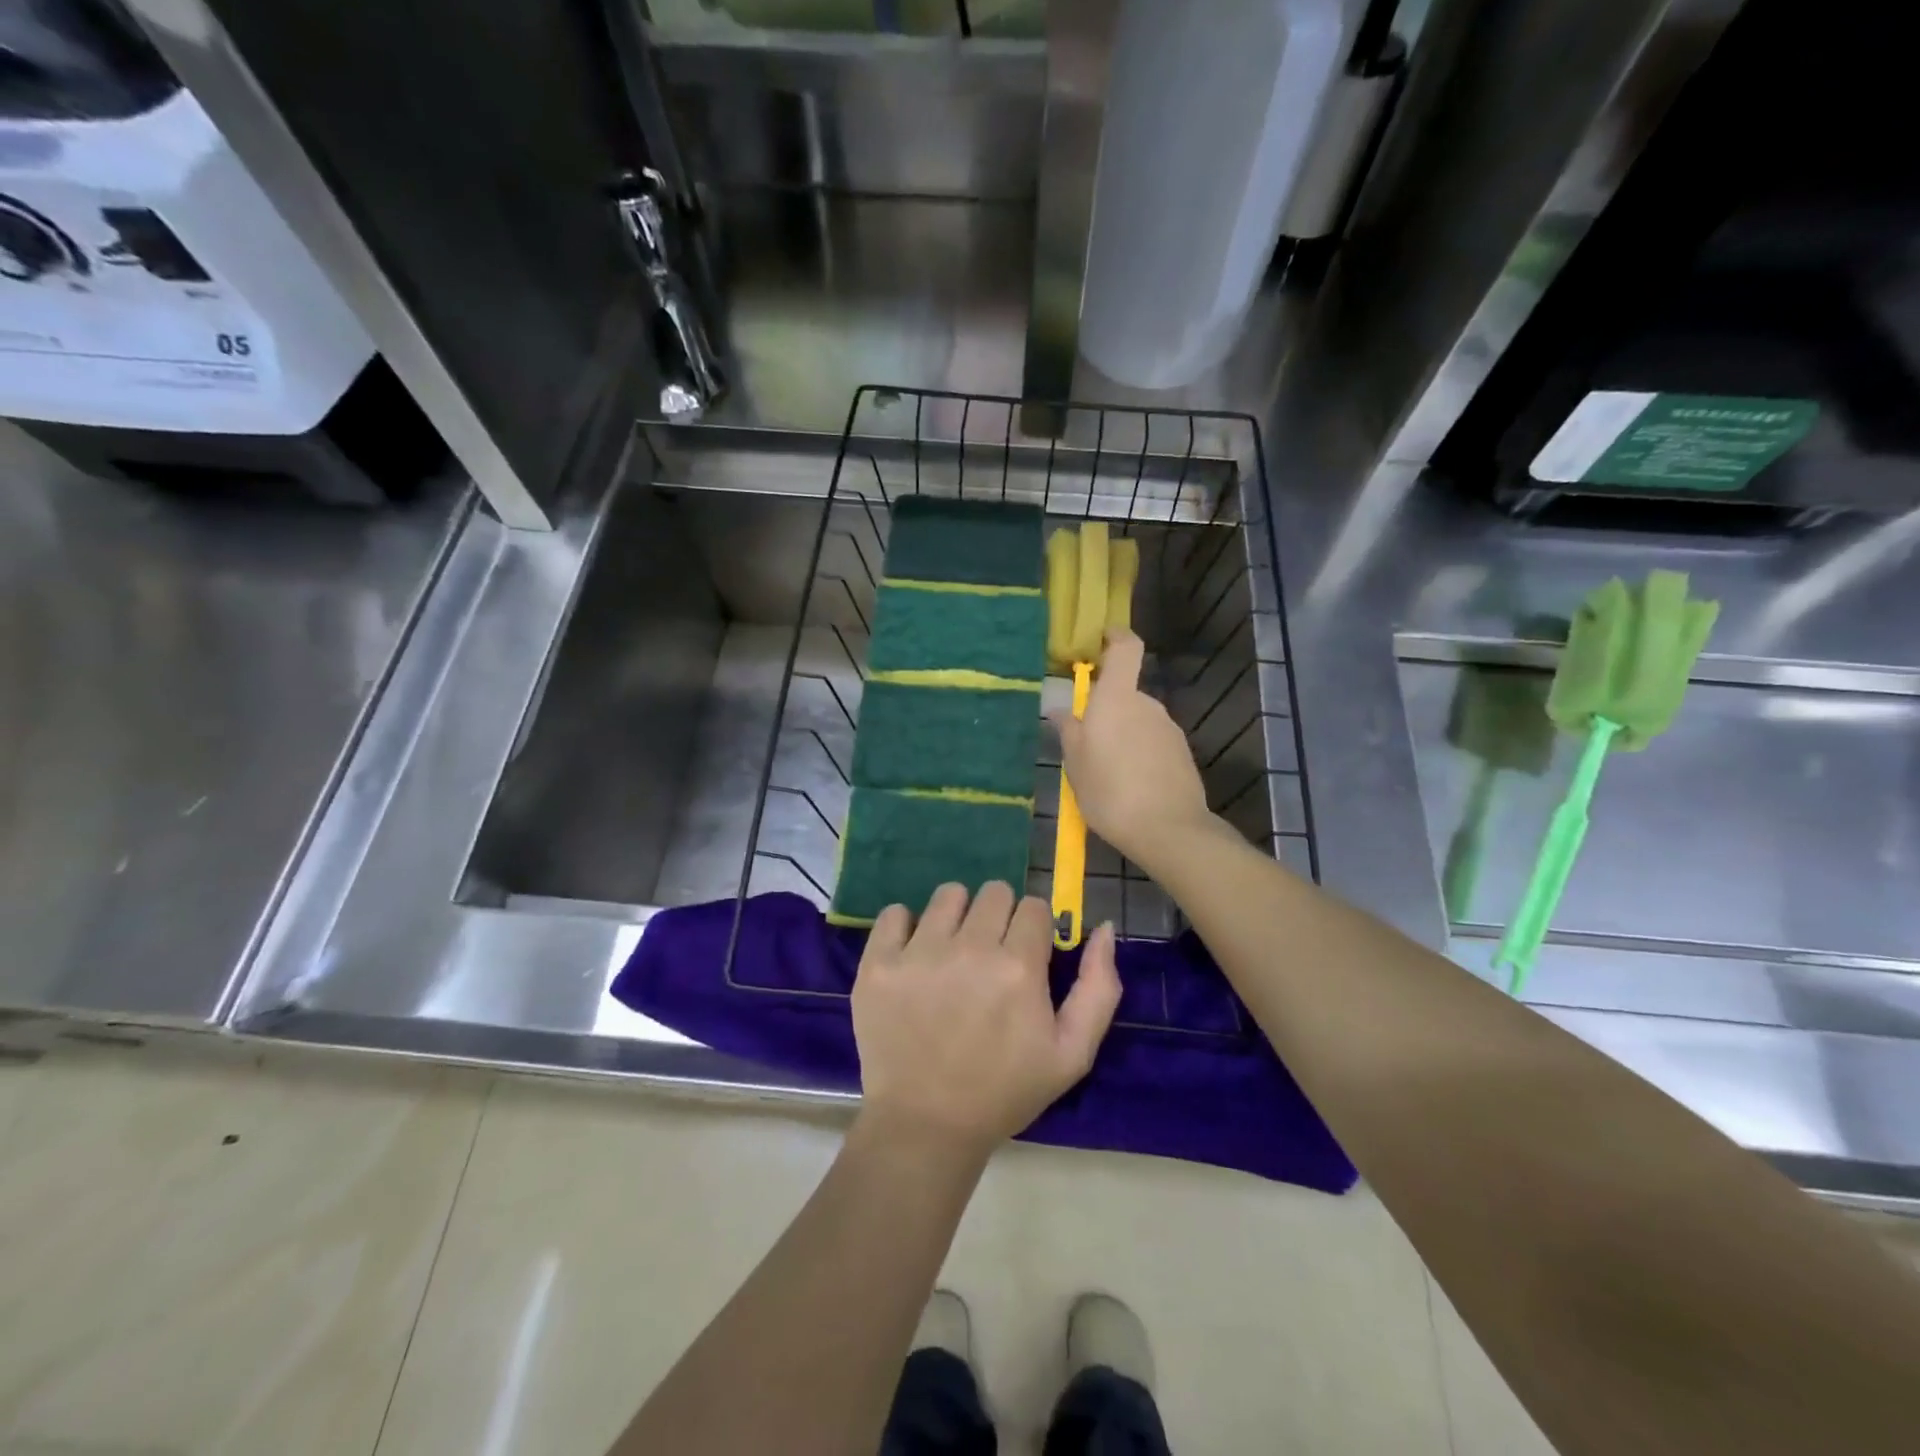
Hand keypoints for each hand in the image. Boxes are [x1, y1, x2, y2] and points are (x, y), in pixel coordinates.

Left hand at [852, 882, 1120, 1158]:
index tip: (1026, 955)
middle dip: (1000, 917)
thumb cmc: (1004, 1091)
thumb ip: (1099, 987)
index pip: (1035, 906)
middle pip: (994, 891)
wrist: (925, 1126)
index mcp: (1018, 967)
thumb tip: (1104, 927)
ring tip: (952, 953)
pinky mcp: (878, 964)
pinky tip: (914, 956)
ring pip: (948, 894)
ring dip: (957, 916)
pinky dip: (906, 927)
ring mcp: (918, 953)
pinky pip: (894, 913)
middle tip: (990, 955)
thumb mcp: (1072, 1054)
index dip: (1035, 929)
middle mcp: (969, 949)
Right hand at [1054, 630, 1214, 869]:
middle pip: (1125, 694)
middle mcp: (1147, 705)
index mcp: (1117, 699)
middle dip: (1106, 710)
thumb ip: (1069, 730)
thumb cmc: (1109, 790)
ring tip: (1105, 774)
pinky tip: (1129, 786)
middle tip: (1085, 744)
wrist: (1167, 829)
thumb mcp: (1075, 763)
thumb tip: (1061, 709)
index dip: (1116, 636)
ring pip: (1138, 721)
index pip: (1126, 649)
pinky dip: (1139, 755)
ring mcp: (1169, 729)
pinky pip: (1153, 744)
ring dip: (1122, 736)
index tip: (1102, 638)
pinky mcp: (1182, 754)